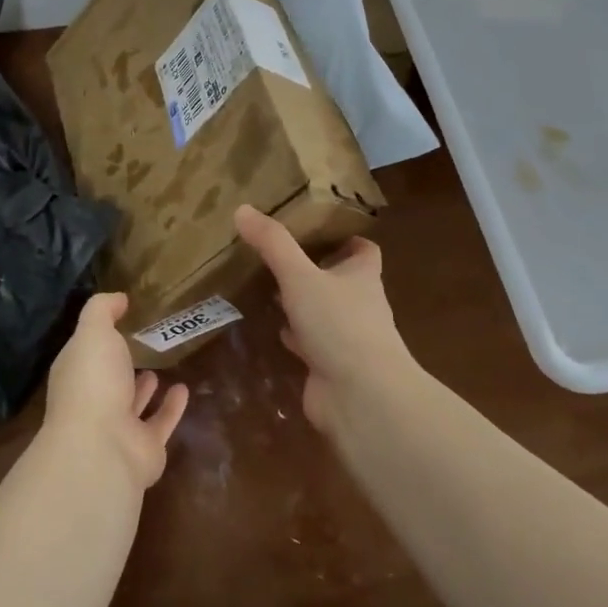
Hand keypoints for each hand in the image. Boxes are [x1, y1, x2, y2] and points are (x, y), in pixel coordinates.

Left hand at [43, 292, 189, 489]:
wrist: (103, 448)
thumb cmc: (93, 382)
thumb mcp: (93, 332)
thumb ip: (103, 310)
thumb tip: (119, 298)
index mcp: (76, 374)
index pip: (85, 352)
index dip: (100, 336)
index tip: (122, 317)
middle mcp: (93, 402)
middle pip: (108, 380)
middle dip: (121, 364)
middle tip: (143, 343)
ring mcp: (118, 428)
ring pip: (132, 404)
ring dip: (144, 388)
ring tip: (160, 366)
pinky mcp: (145, 448)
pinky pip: (160, 423)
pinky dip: (171, 408)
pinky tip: (184, 389)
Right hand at [234, 205, 418, 433]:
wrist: (361, 397)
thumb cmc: (339, 325)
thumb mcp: (300, 275)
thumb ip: (273, 243)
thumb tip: (243, 209)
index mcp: (362, 277)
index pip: (364, 250)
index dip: (346, 239)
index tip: (319, 230)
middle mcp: (360, 305)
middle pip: (341, 280)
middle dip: (315, 269)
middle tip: (279, 255)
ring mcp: (346, 338)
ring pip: (323, 313)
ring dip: (302, 304)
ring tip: (269, 288)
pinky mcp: (331, 366)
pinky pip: (310, 343)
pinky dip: (293, 336)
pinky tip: (270, 329)